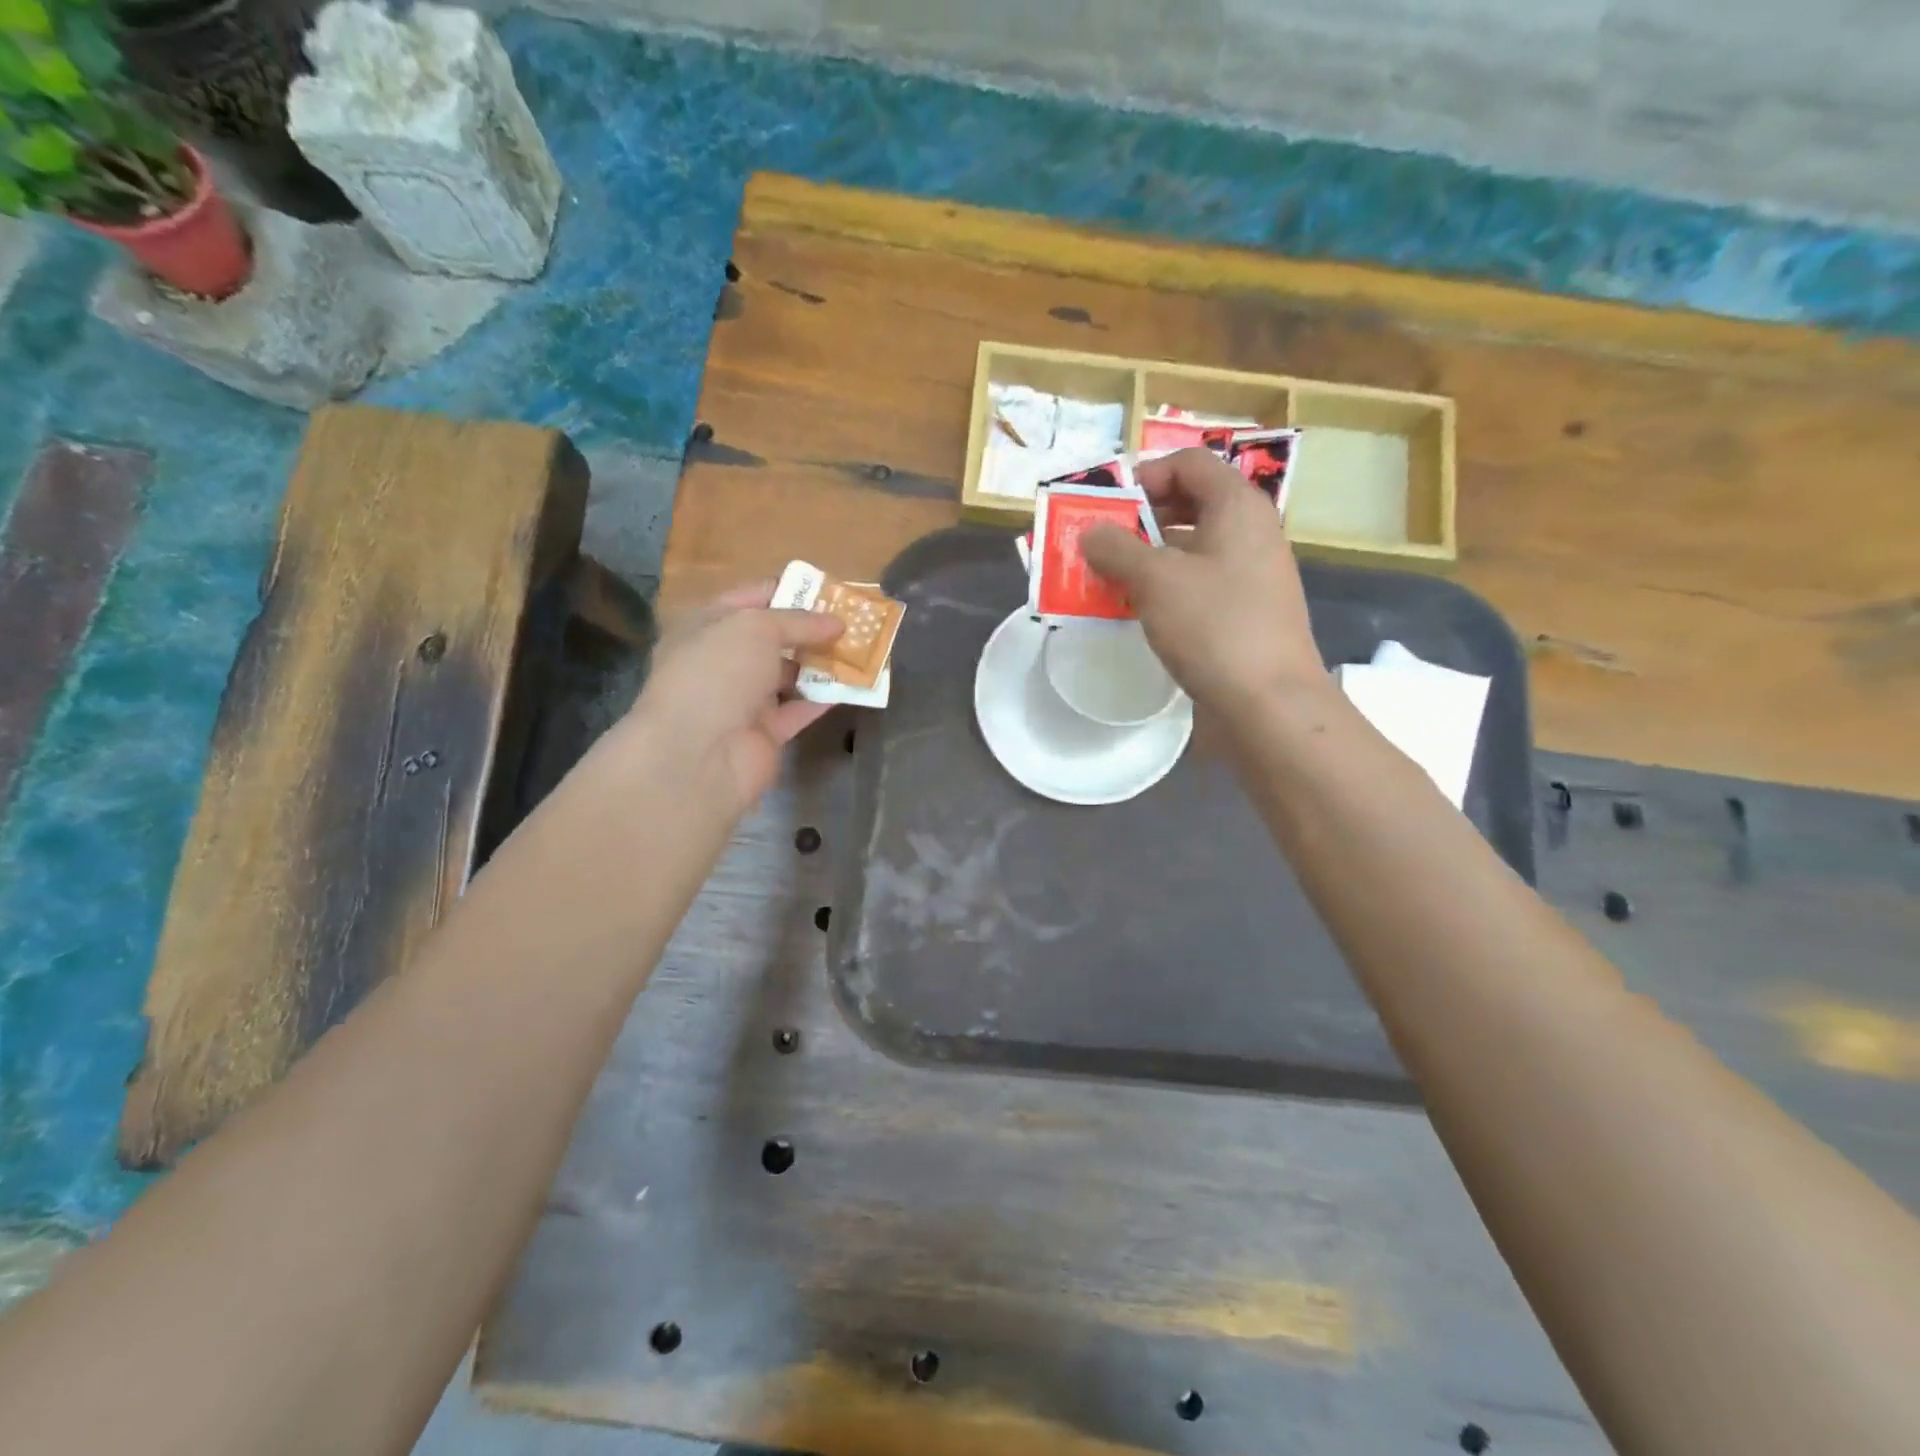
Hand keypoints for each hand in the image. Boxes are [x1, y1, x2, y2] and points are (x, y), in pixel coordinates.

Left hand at [625, 582, 843, 812]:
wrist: (699, 754)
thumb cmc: (718, 672)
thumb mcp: (757, 628)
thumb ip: (799, 621)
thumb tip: (836, 623)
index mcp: (706, 626)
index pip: (750, 599)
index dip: (788, 591)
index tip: (829, 592)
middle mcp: (722, 661)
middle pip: (772, 639)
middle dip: (811, 630)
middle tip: (853, 622)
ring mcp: (742, 700)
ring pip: (788, 675)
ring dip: (821, 664)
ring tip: (860, 650)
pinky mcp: (764, 734)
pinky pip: (799, 710)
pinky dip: (823, 699)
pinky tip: (854, 686)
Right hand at [1082, 448, 1325, 713]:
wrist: (1268, 703)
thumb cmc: (1214, 626)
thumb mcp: (1155, 580)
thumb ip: (1116, 549)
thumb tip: (1091, 532)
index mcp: (1238, 507)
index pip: (1190, 464)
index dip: (1146, 474)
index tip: (1108, 506)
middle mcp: (1250, 533)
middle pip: (1190, 505)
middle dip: (1140, 520)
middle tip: (1100, 543)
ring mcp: (1250, 576)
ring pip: (1191, 550)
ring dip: (1147, 559)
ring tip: (1107, 580)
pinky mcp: (1244, 614)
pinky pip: (1198, 586)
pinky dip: (1165, 590)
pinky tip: (1137, 612)